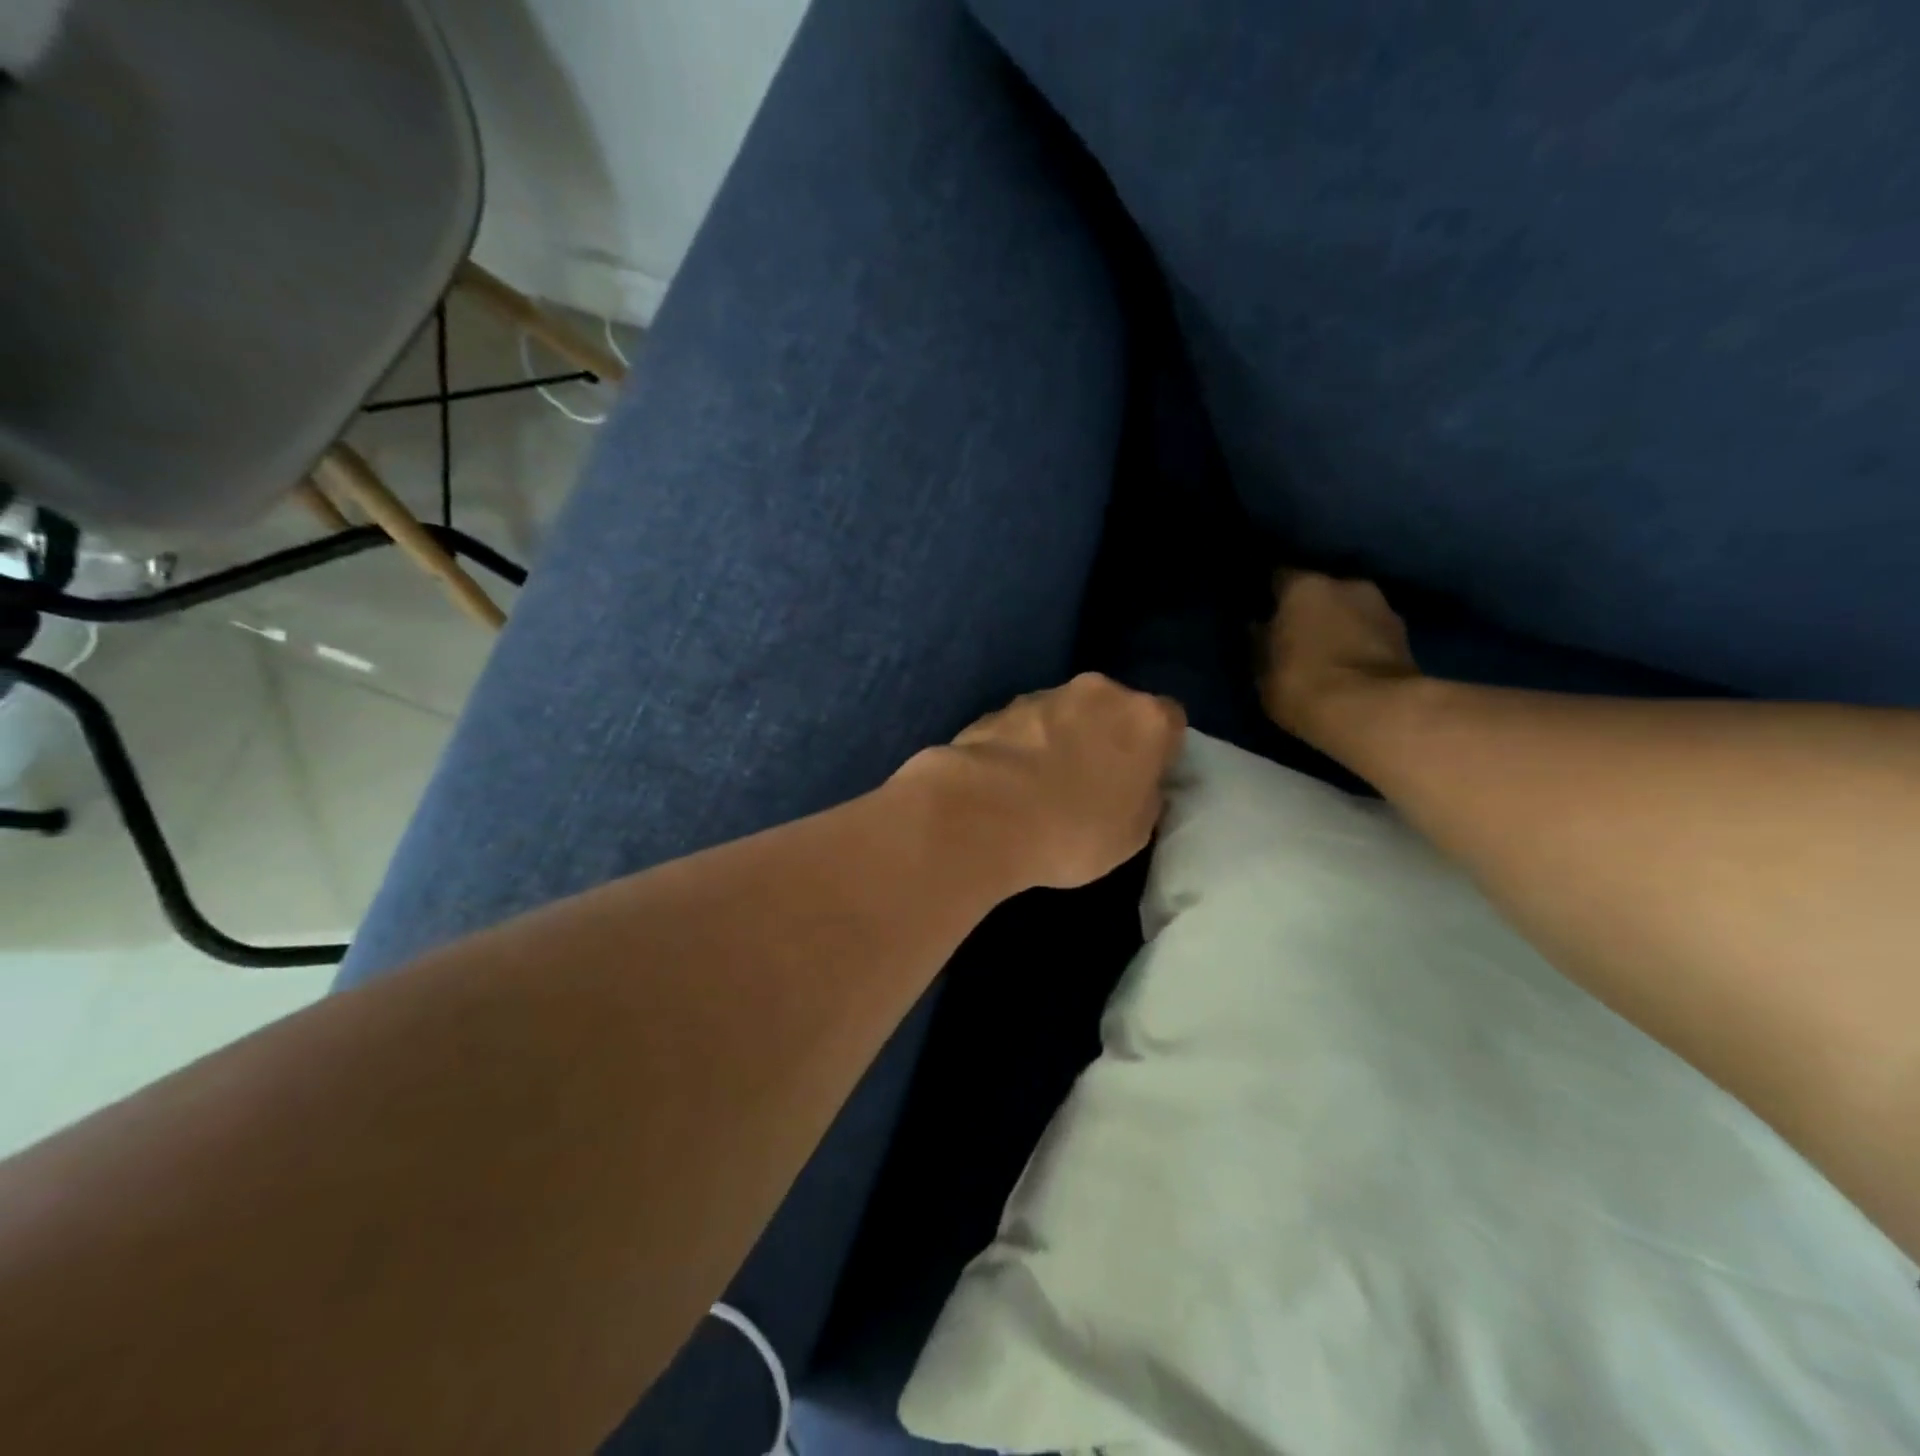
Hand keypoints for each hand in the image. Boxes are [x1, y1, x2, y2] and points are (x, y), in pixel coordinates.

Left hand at [901, 674, 1186, 891]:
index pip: (1170, 721)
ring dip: (1062, 738)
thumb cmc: (1075, 831)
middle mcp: (1100, 692)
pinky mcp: (1000, 707)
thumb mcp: (1133, 834)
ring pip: (1067, 713)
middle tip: (1092, 780)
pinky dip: (1024, 744)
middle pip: (1114, 709)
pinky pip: (1026, 726)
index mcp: (1146, 718)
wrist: (985, 815)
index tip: (1141, 779)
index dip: (1158, 750)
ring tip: (1042, 784)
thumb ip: (1145, 799)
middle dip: (1107, 737)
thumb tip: (1140, 787)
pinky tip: (1010, 781)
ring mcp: (1045, 695)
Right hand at [1260, 571, 1420, 749]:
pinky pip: (1372, 633)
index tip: (1265, 611)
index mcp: (1304, 587)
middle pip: (1323, 590)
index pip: (1281, 577)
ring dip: (1341, 625)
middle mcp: (1346, 584)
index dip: (1272, 595)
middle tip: (1298, 634)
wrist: (1375, 713)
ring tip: (1328, 652)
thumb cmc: (1303, 685)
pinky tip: (1351, 665)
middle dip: (1312, 609)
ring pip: (1352, 610)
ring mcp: (1383, 607)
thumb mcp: (1264, 672)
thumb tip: (1259, 627)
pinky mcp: (1407, 636)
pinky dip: (1362, 643)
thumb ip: (1262, 643)